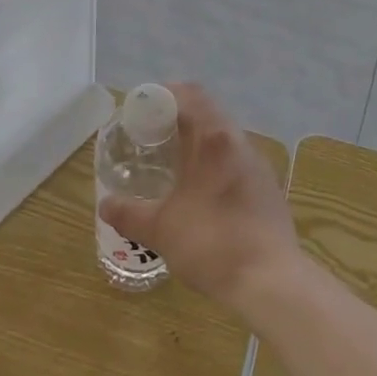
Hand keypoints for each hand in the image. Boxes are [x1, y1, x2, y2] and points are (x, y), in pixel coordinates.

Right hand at [99, 83, 296, 311]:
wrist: (272, 281)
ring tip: (171, 166)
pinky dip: (213, 164)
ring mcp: (258, 165)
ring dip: (197, 143)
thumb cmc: (212, 243)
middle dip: (176, 120)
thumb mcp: (161, 229)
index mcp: (215, 138)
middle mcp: (240, 142)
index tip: (141, 111)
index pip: (191, 94)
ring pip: (223, 138)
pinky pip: (235, 161)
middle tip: (148, 139)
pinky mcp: (268, 189)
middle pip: (207, 113)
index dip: (164, 95)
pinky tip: (199, 193)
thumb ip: (129, 213)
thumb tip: (105, 204)